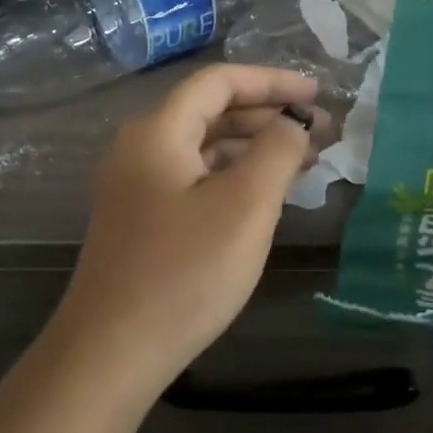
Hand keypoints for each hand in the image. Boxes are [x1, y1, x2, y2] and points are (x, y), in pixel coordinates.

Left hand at [43, 64, 319, 399]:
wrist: (112, 351)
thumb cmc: (185, 272)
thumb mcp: (245, 206)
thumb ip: (277, 151)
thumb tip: (294, 121)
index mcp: (158, 131)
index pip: (219, 82)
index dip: (272, 81)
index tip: (317, 95)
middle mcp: (140, 147)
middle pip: (210, 111)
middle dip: (266, 115)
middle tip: (319, 132)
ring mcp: (135, 185)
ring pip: (202, 147)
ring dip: (251, 147)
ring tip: (302, 161)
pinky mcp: (140, 218)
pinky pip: (193, 177)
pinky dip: (231, 176)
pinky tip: (263, 194)